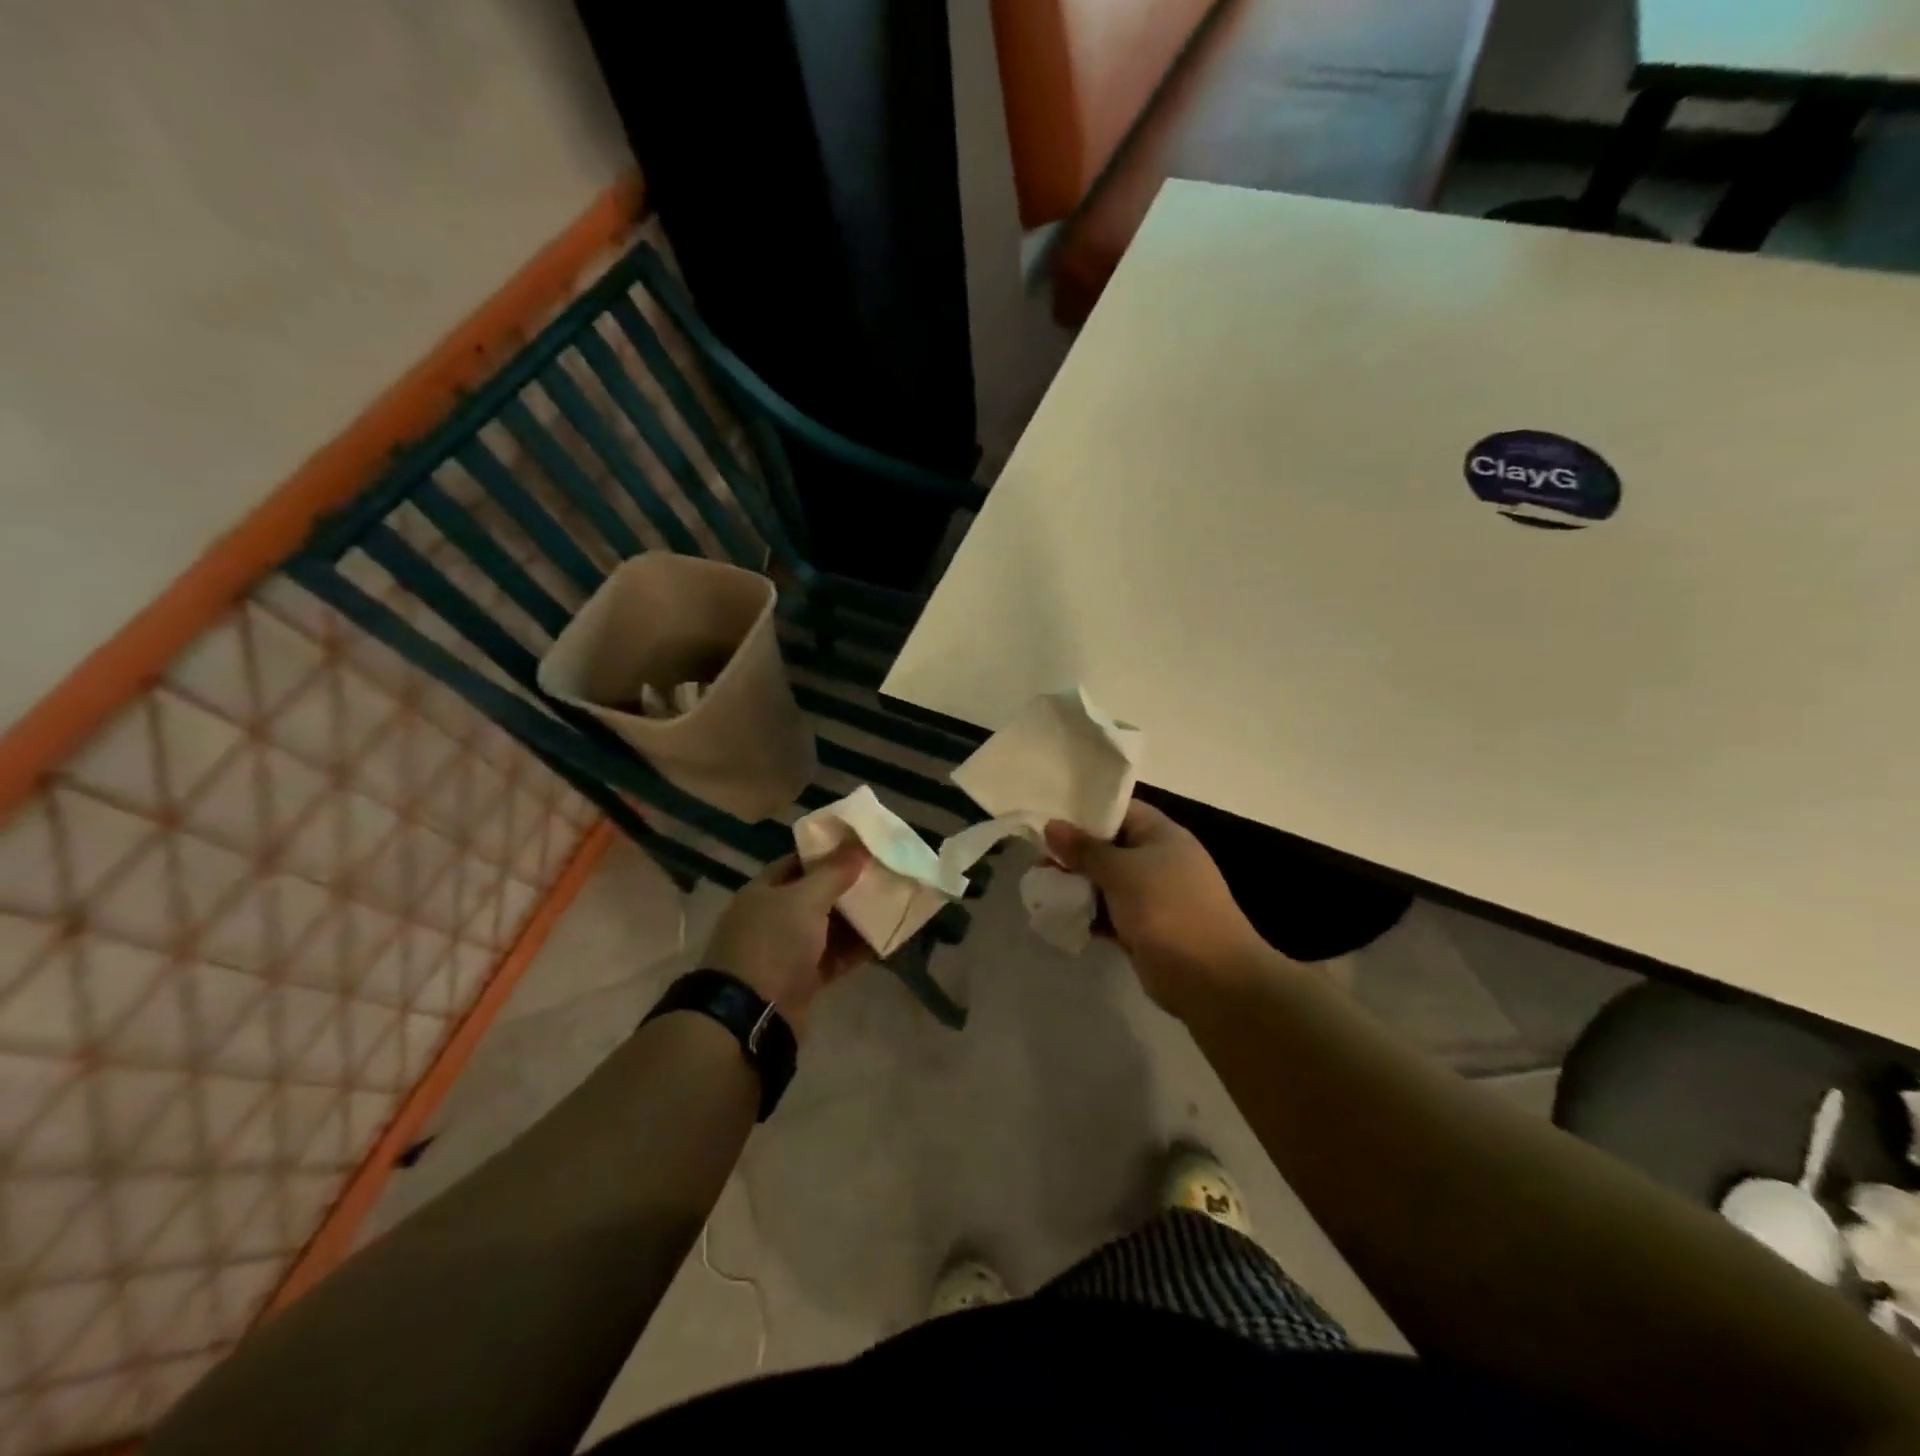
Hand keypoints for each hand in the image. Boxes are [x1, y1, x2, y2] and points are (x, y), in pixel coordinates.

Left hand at [702, 844, 870, 1036]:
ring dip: (856, 918)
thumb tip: (858, 845)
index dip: (828, 853)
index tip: (861, 847)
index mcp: (763, 891)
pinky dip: (856, 949)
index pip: (798, 862)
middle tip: (883, 874)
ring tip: (891, 903)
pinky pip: (835, 957)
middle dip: (848, 886)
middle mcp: (773, 918)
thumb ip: (833, 873)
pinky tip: (885, 939)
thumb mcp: (804, 900)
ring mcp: (788, 950)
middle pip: (816, 895)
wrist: (751, 1015)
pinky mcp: (803, 978)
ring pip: (828, 927)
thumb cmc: (774, 943)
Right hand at [1045, 802, 1269, 1017]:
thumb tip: (1051, 825)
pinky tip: (1056, 917)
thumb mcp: (1120, 871)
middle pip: (1108, 848)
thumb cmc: (1166, 908)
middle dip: (1073, 854)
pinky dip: (1087, 915)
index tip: (1048, 818)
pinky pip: (1109, 914)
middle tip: (1036, 861)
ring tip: (1039, 887)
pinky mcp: (1144, 929)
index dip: (1084, 811)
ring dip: (1076, 886)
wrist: (1210, 978)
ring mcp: (1153, 897)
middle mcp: (1158, 860)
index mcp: (1161, 835)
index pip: (1119, 810)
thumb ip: (1084, 849)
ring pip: (1106, 883)